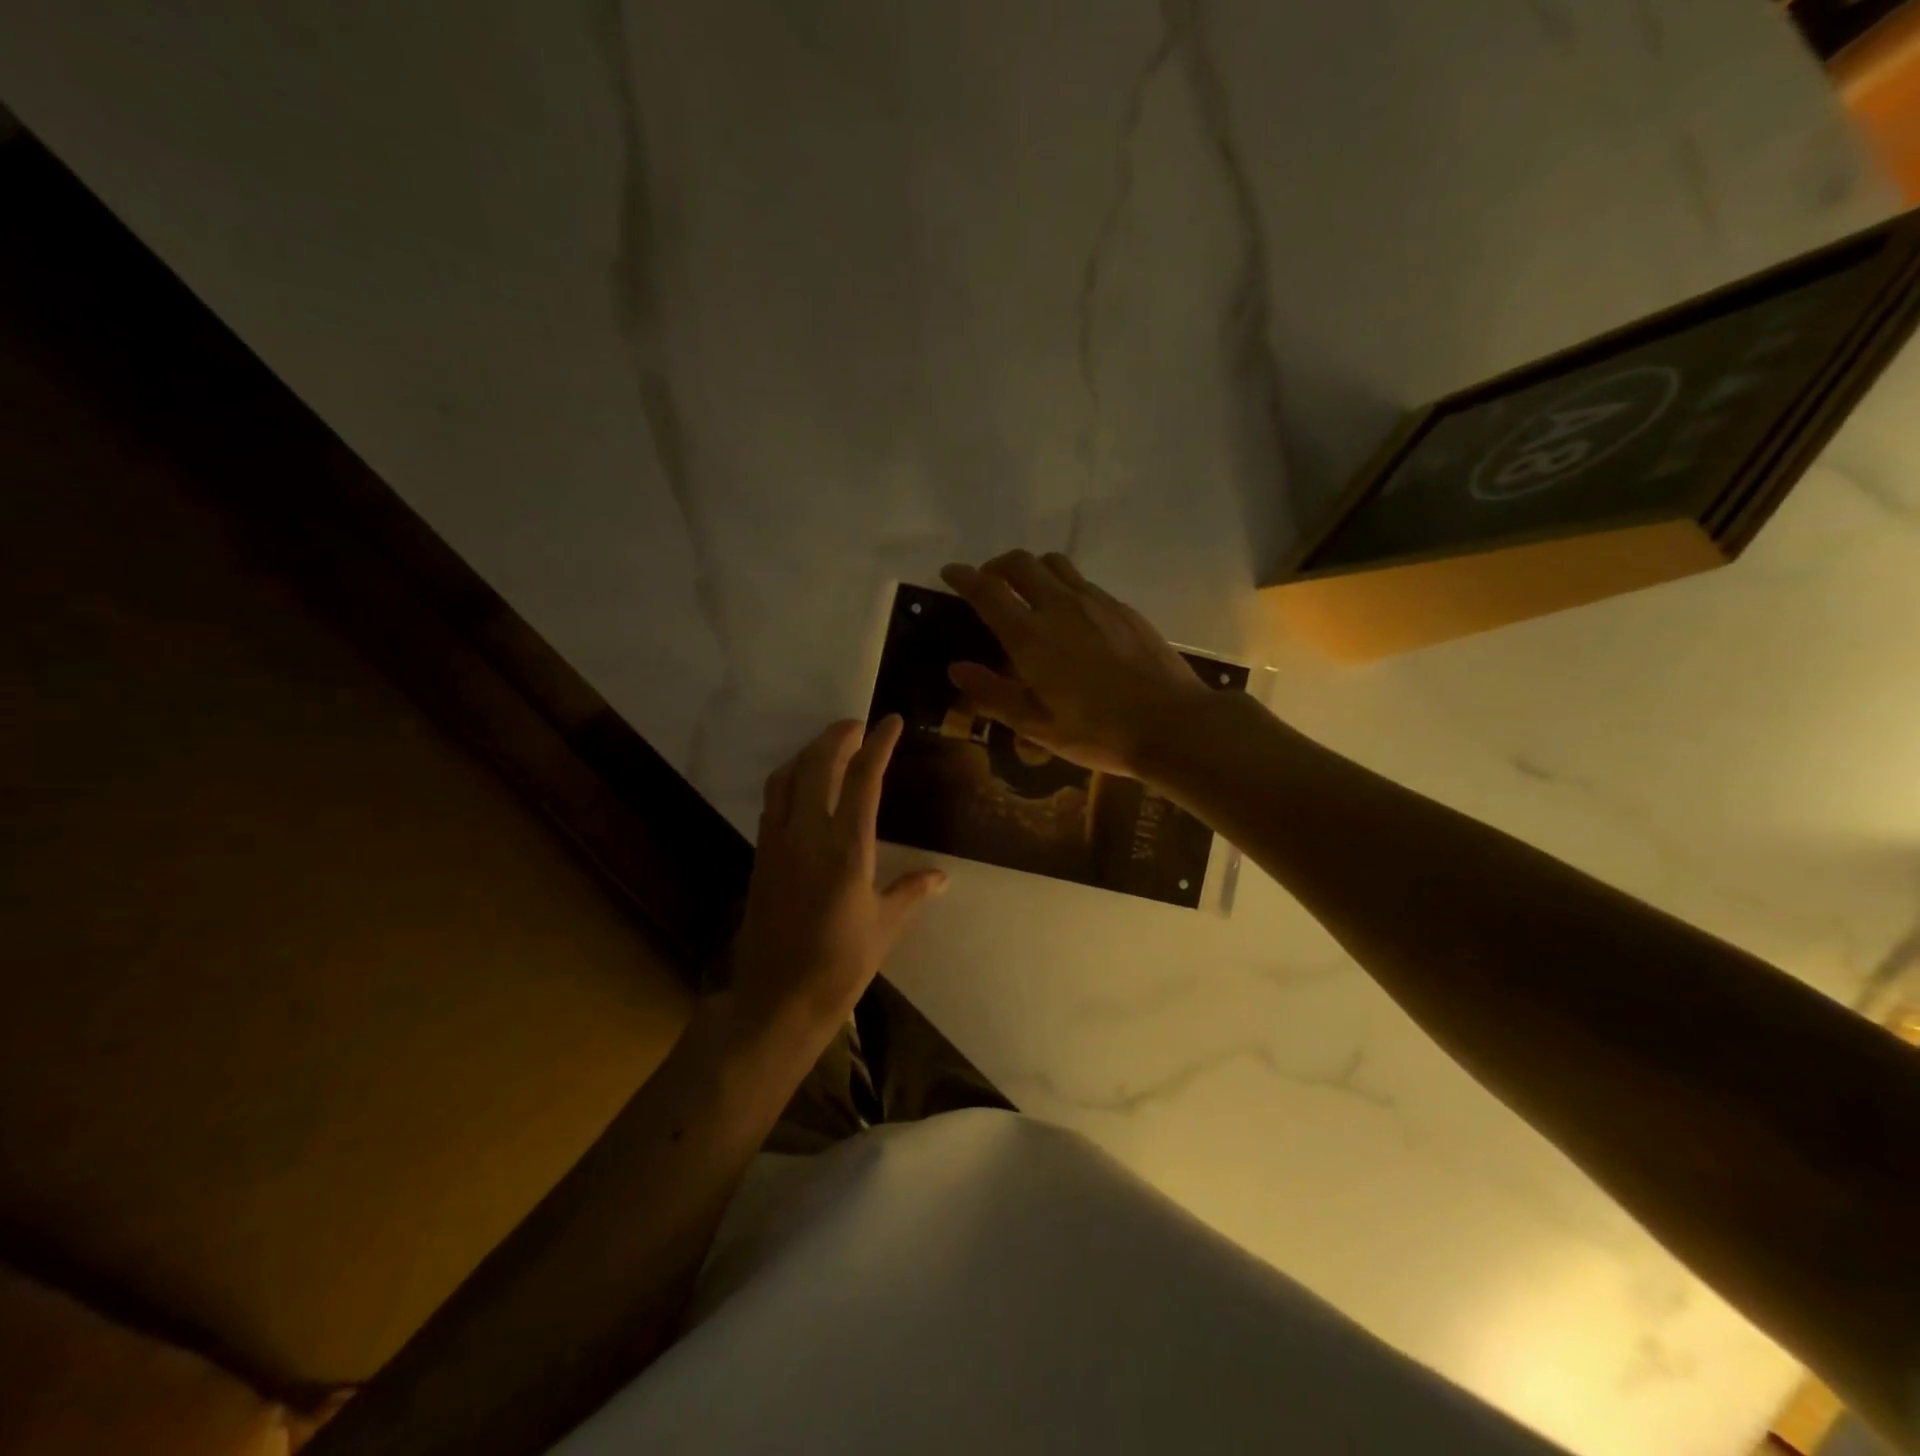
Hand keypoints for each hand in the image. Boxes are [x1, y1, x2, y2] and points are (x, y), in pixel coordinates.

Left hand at [728, 716, 946, 1045]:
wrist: (775, 1002)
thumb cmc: (838, 968)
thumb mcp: (884, 929)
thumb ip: (911, 892)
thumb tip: (941, 876)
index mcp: (846, 851)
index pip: (863, 780)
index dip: (877, 744)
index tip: (890, 722)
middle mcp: (807, 836)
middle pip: (817, 765)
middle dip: (837, 735)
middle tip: (858, 725)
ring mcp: (778, 844)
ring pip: (787, 777)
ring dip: (808, 752)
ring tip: (830, 746)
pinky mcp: (761, 857)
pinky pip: (773, 801)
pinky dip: (790, 778)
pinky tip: (803, 786)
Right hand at [939, 551, 1211, 779]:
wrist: (1172, 723)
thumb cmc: (1097, 731)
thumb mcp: (1036, 725)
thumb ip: (992, 694)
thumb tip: (956, 669)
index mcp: (1030, 636)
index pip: (987, 591)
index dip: (963, 577)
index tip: (949, 572)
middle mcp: (1059, 606)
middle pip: (1020, 563)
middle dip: (996, 565)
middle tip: (988, 584)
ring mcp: (1095, 602)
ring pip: (1055, 564)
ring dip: (1031, 569)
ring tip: (1027, 593)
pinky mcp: (1122, 608)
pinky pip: (1082, 582)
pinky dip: (1063, 586)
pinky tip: (1070, 616)